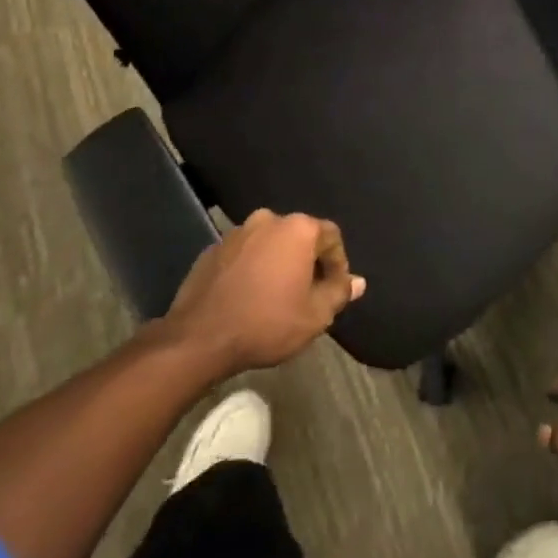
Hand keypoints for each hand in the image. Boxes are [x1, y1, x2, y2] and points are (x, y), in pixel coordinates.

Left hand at [165, 209, 365, 375]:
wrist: (200, 338)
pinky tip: (249, 296)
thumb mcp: (315, 315)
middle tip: (308, 293)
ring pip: (269, 244)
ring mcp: (237, 232)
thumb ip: (339, 292)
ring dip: (278, 263)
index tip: (334, 290)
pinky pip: (244, 254)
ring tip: (277, 295)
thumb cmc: (267, 323)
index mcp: (297, 229)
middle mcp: (268, 220)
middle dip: (307, 261)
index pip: (331, 236)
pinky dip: (252, 268)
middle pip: (299, 236)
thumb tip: (357, 281)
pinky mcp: (212, 249)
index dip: (338, 263)